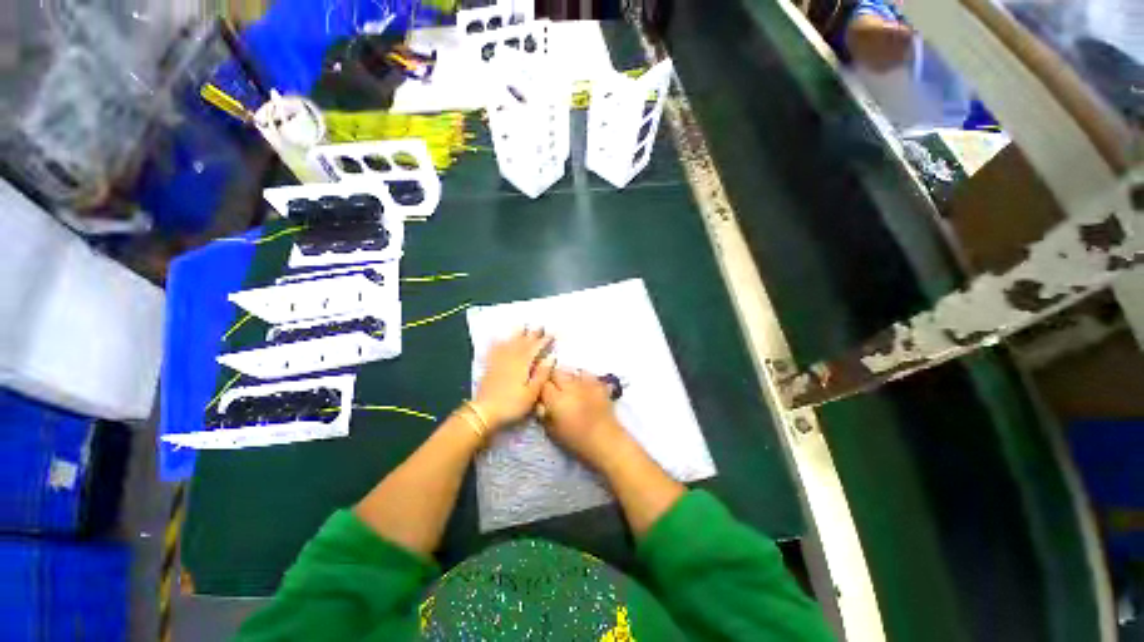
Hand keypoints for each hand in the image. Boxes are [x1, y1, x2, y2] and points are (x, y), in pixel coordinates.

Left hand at [473, 328, 554, 430]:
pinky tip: (497, 338)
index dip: (544, 340)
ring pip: (509, 342)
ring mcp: (498, 361)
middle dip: (532, 334)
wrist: (484, 412)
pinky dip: (497, 342)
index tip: (552, 334)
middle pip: (523, 342)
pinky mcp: (489, 366)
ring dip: (517, 334)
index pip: (536, 347)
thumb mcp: (532, 392)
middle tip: (539, 326)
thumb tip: (552, 357)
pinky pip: (494, 349)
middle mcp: (511, 358)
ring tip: (522, 326)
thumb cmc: (512, 404)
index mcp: (523, 363)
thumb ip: (542, 374)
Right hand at [540, 369, 626, 466]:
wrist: (606, 441)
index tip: (540, 394)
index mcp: (556, 399)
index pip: (542, 384)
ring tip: (566, 387)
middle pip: (555, 372)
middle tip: (552, 389)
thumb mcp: (553, 431)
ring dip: (565, 377)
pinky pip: (585, 373)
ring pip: (569, 371)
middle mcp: (570, 386)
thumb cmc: (576, 441)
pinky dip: (581, 376)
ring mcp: (585, 383)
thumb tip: (540, 403)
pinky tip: (581, 385)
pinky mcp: (598, 383)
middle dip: (551, 378)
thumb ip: (543, 414)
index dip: (539, 388)